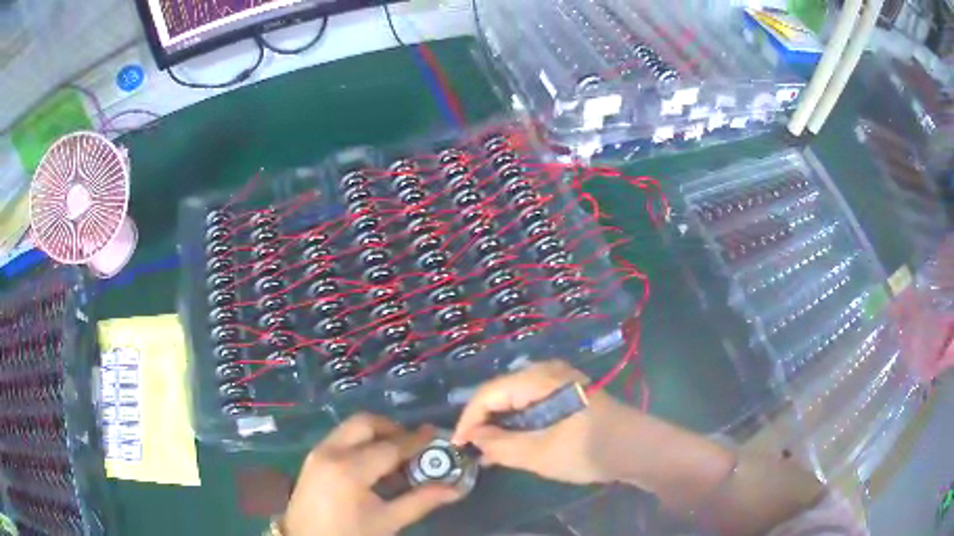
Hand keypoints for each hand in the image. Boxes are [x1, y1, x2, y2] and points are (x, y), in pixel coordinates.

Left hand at [282, 414, 460, 535]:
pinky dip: (360, 441)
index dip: (415, 440)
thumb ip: (421, 501)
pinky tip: (372, 465)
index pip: (390, 446)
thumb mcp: (387, 521)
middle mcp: (331, 451)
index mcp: (350, 469)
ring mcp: (318, 452)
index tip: (435, 433)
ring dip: (375, 434)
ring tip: (395, 457)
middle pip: (365, 423)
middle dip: (392, 428)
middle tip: (413, 445)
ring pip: (351, 427)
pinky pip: (340, 437)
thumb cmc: (349, 534)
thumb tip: (455, 489)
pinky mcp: (312, 457)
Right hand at [452, 361, 627, 484]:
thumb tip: (473, 438)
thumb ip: (500, 446)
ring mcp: (559, 381)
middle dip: (484, 422)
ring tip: (489, 451)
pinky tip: (513, 442)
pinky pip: (532, 403)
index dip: (468, 419)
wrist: (636, 448)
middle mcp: (546, 371)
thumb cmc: (587, 449)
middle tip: (473, 450)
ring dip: (501, 424)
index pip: (489, 394)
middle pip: (501, 393)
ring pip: (516, 399)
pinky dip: (518, 423)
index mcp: (539, 378)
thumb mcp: (539, 453)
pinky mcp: (567, 393)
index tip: (457, 445)